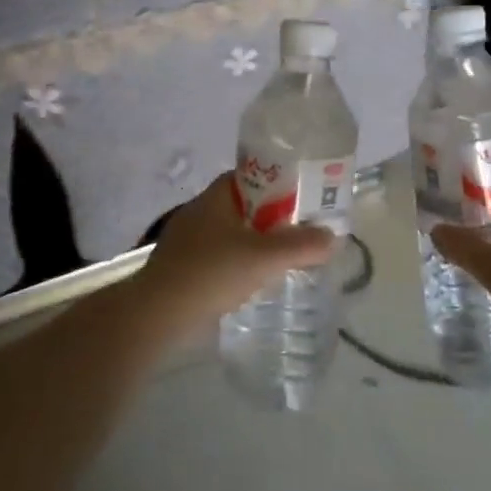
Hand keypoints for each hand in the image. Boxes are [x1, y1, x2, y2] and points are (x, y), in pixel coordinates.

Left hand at [131, 173, 336, 333]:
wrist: (156, 314)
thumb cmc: (210, 273)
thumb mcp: (264, 258)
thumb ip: (301, 246)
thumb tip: (333, 237)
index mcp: (216, 196)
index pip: (252, 176)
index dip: (280, 183)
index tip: (303, 199)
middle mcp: (200, 210)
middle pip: (245, 206)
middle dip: (272, 218)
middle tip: (301, 232)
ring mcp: (187, 239)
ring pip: (232, 233)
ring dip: (255, 243)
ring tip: (283, 259)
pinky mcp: (182, 266)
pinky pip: (219, 256)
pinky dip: (238, 263)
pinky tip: (252, 281)